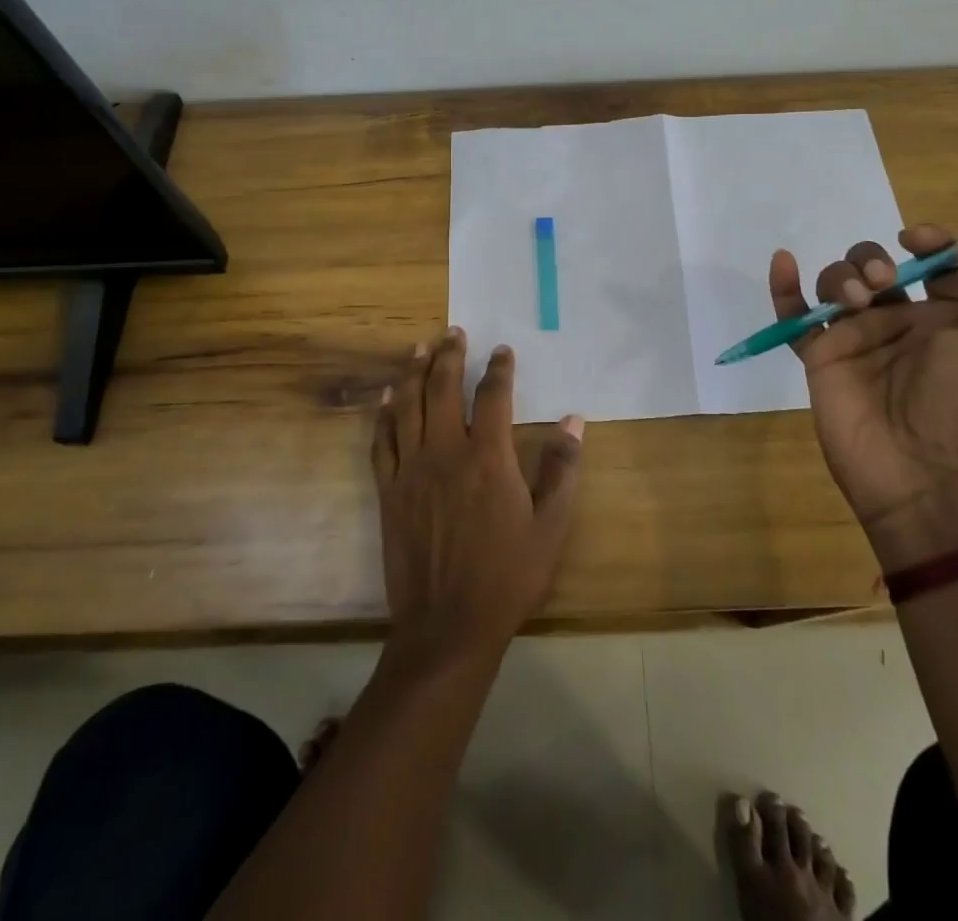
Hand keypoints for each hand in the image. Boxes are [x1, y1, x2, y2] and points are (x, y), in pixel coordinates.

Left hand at [372, 329, 585, 662]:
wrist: (447, 625)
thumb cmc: (507, 575)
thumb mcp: (551, 526)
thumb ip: (563, 469)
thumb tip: (574, 421)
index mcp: (488, 457)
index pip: (493, 395)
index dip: (499, 368)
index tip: (502, 350)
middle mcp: (446, 451)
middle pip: (442, 388)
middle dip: (449, 355)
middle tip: (453, 332)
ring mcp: (411, 469)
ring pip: (408, 406)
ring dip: (413, 372)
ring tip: (419, 348)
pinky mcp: (389, 490)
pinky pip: (382, 441)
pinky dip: (385, 414)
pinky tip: (389, 397)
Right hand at [768, 225, 957, 568]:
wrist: (927, 475)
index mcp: (945, 317)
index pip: (929, 263)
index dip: (924, 242)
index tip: (913, 240)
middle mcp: (897, 322)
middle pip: (873, 268)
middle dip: (872, 261)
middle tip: (882, 283)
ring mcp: (855, 339)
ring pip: (836, 285)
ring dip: (841, 276)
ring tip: (853, 300)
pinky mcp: (820, 357)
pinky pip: (795, 317)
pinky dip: (784, 288)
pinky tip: (783, 261)